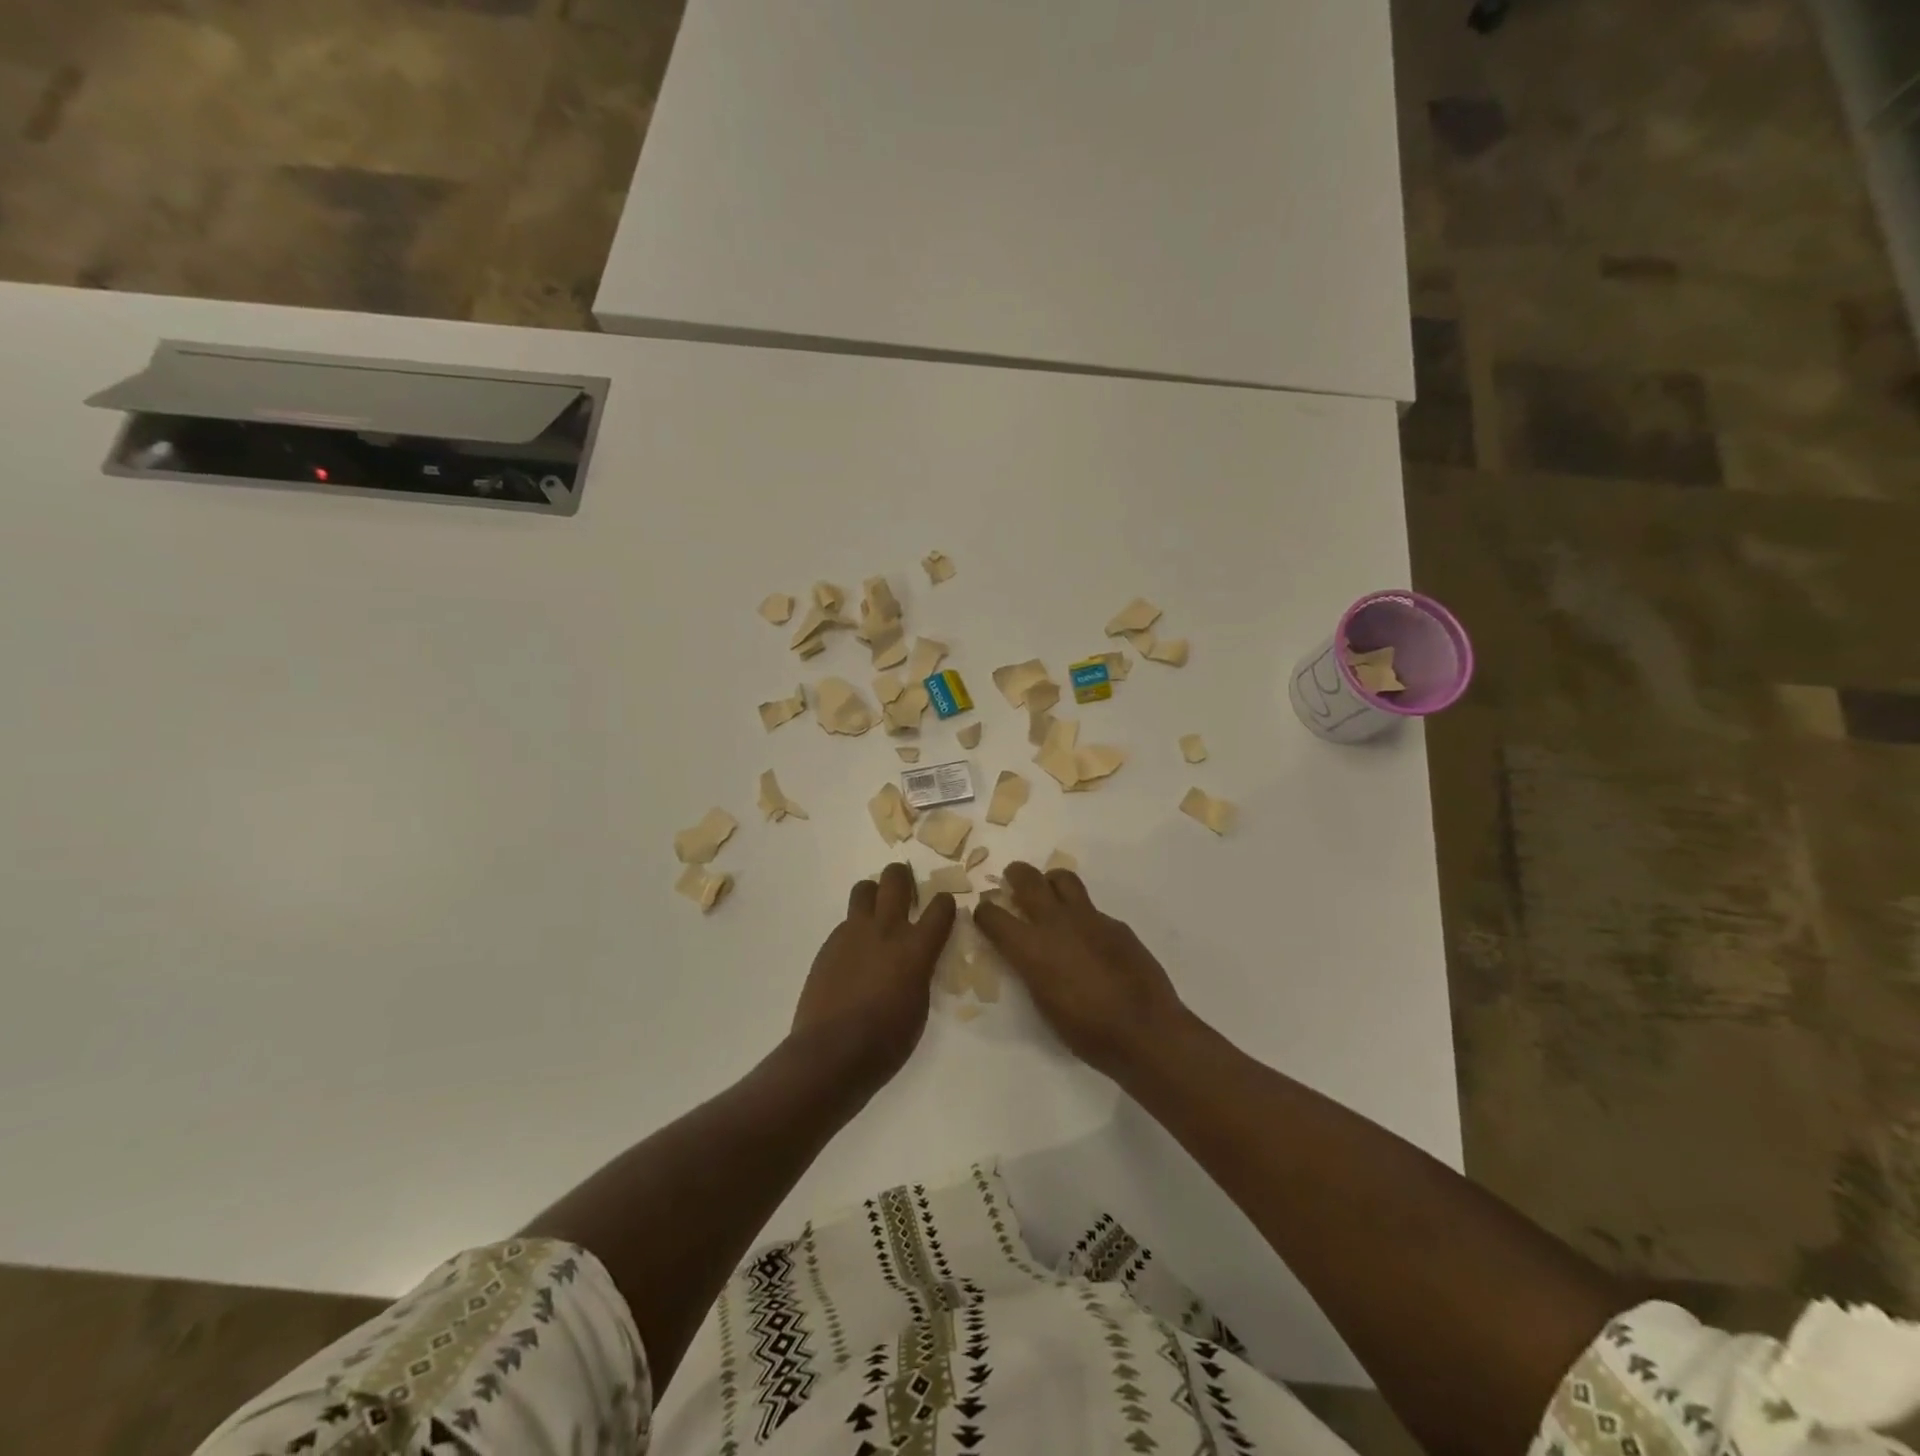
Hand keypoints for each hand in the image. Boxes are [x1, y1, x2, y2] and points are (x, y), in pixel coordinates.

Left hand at [792, 864, 956, 1086]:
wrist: (831, 1053)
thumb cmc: (886, 1041)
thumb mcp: (919, 1006)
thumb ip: (920, 972)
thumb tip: (915, 961)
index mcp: (916, 948)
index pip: (941, 907)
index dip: (945, 903)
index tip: (944, 908)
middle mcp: (886, 930)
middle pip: (895, 879)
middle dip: (903, 877)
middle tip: (906, 890)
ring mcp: (853, 933)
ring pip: (864, 889)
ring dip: (874, 894)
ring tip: (877, 913)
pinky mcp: (829, 944)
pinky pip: (846, 922)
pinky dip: (855, 928)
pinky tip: (854, 954)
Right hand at [973, 862, 1185, 1076]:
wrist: (1144, 1030)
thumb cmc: (1086, 1031)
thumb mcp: (1043, 1003)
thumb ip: (1030, 969)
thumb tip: (1028, 954)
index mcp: (1030, 948)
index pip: (993, 915)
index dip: (984, 912)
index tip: (985, 914)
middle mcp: (1056, 923)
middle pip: (1028, 879)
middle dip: (1015, 874)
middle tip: (1013, 879)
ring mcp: (1089, 918)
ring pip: (1063, 879)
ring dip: (1050, 881)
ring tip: (1050, 893)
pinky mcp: (1115, 924)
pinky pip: (1092, 908)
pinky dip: (1082, 915)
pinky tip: (1089, 938)